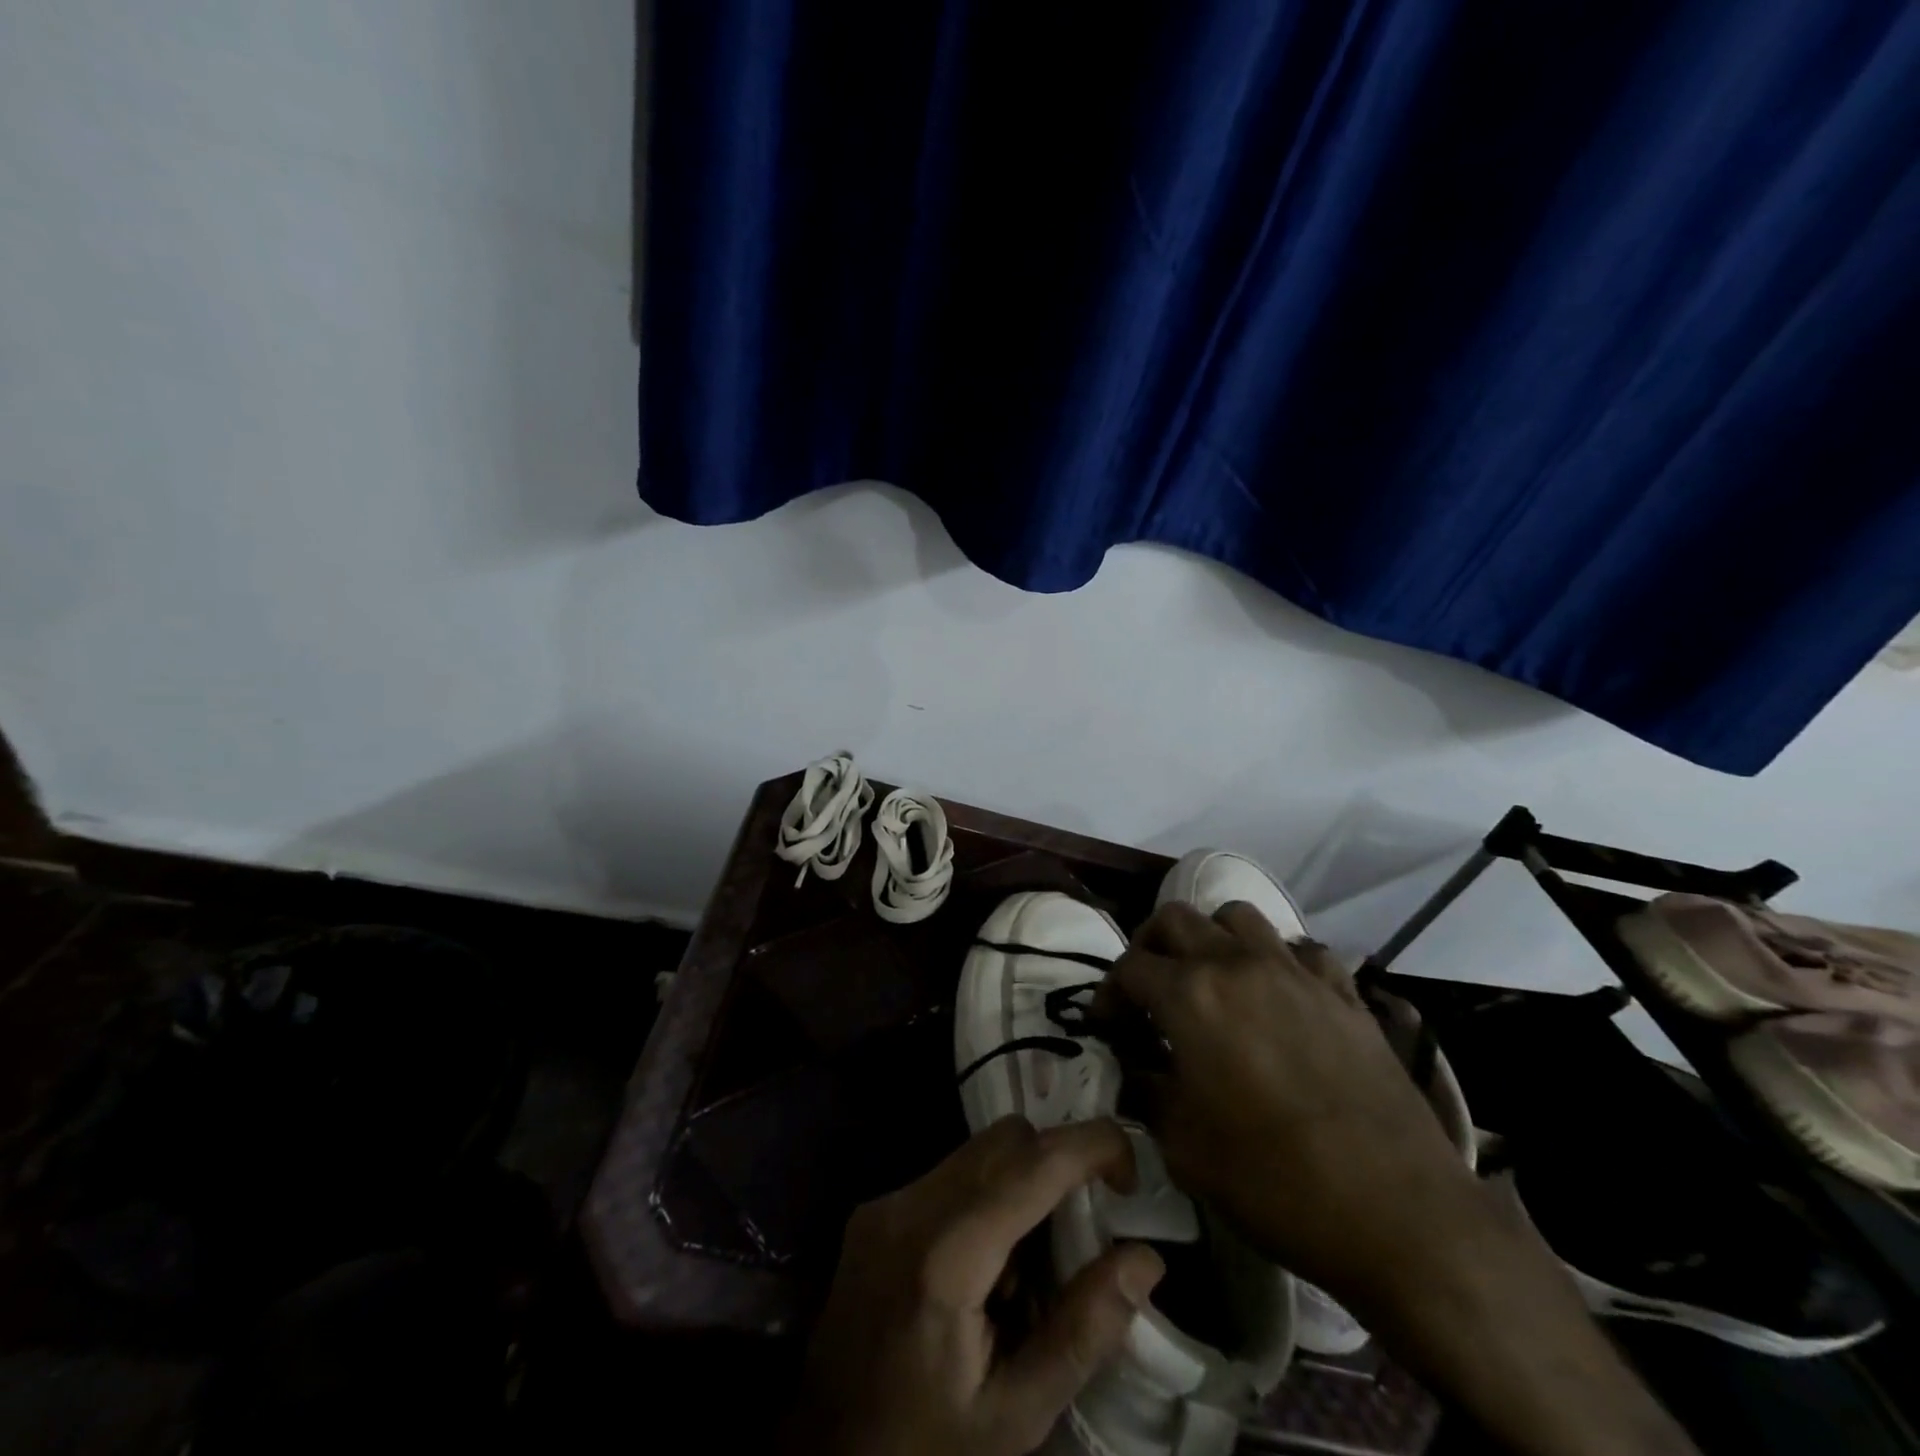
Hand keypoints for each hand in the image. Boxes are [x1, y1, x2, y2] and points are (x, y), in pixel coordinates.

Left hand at [785, 1117, 1165, 1455]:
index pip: (1031, 1164)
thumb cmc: (927, 1447)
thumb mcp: (1016, 1415)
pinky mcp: (874, 1209)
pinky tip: (986, 1265)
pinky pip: (949, 1172)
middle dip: (1058, 1162)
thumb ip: (1083, 1331)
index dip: (1090, 1145)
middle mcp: (909, 1206)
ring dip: (1022, 1180)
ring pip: (977, 1149)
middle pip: (1005, 1139)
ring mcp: (885, 1202)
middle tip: (1086, 1228)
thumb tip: (1145, 1257)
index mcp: (944, 1256)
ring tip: (1031, 1263)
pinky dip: (986, 1193)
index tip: (1131, 1171)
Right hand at [1102, 901, 1477, 1308]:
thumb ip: (1146, 1094)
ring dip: (1212, 938)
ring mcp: (1295, 972)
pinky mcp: (1343, 992)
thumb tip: (1135, 1073)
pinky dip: (1277, 959)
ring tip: (1211, 979)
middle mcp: (1237, 965)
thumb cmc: (1274, 1182)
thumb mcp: (1184, 1148)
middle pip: (1175, 919)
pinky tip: (1278, 995)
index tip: (1106, 1025)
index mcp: (1190, 996)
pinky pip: (1301, 949)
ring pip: (1238, 917)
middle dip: (1149, 947)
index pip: (1129, 968)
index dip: (1107, 994)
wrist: (1398, 1214)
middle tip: (1147, 989)